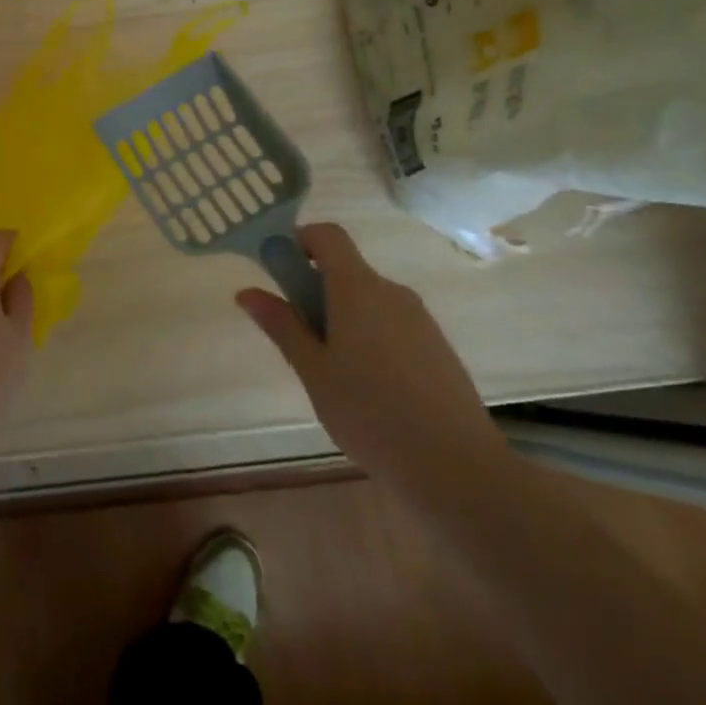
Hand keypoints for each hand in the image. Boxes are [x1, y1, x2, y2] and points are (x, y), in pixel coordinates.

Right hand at [235, 223, 504, 491]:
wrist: (457, 469)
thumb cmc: (370, 413)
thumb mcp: (313, 370)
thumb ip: (282, 325)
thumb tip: (247, 292)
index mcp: (358, 289)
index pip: (327, 235)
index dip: (299, 241)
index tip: (279, 273)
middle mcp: (392, 292)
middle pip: (346, 270)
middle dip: (315, 292)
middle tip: (299, 340)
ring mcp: (420, 320)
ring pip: (369, 301)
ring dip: (342, 318)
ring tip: (333, 374)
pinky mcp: (438, 347)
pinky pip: (392, 325)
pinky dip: (370, 338)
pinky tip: (369, 389)